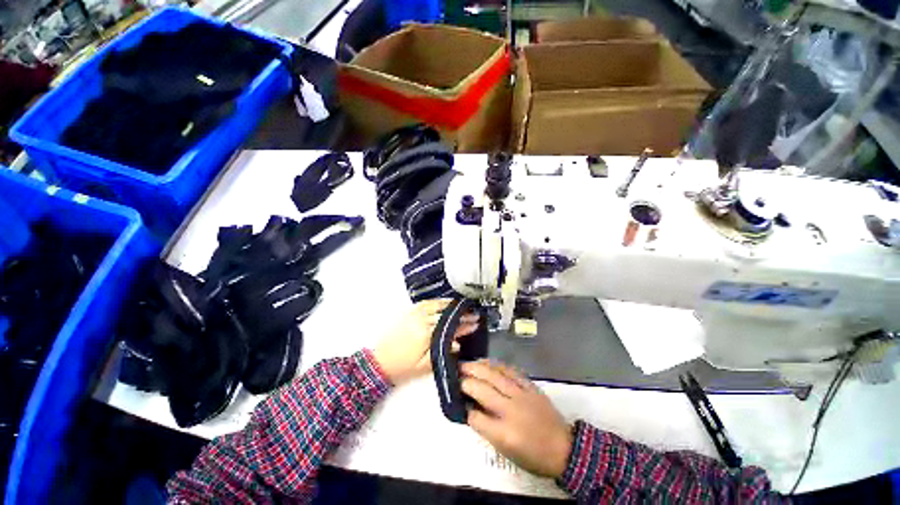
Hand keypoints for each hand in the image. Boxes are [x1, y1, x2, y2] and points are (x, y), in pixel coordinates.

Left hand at [373, 299, 478, 384]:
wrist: (379, 362)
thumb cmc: (402, 367)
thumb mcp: (424, 366)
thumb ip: (442, 353)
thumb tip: (458, 344)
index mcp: (426, 336)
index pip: (450, 328)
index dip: (464, 325)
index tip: (475, 323)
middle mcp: (421, 321)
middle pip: (446, 316)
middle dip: (461, 315)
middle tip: (473, 314)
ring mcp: (415, 315)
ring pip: (437, 306)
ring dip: (451, 305)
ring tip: (463, 305)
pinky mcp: (409, 313)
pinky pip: (426, 303)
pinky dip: (437, 301)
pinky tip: (444, 302)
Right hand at [461, 360, 572, 478]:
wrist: (564, 448)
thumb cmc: (533, 456)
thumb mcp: (507, 451)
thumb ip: (487, 429)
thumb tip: (472, 410)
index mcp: (504, 433)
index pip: (476, 417)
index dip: (464, 408)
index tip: (457, 400)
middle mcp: (511, 410)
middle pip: (482, 390)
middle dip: (466, 381)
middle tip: (456, 374)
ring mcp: (522, 395)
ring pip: (495, 375)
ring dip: (478, 367)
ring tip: (467, 364)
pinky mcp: (530, 386)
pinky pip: (510, 371)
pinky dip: (496, 365)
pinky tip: (487, 363)